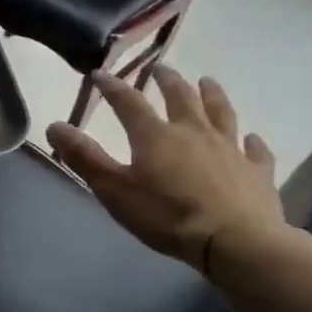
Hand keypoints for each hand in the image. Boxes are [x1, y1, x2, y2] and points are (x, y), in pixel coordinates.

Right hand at [44, 66, 294, 273]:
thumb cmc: (166, 215)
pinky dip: (252, 142)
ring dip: (212, 95)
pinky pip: (255, 151)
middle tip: (160, 69)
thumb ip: (84, 157)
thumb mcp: (114, 189)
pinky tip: (252, 138)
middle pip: (181, 97)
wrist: (234, 242)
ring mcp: (230, 149)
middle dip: (168, 81)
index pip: (129, 103)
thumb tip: (54, 125)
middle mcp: (194, 132)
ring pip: (221, 113)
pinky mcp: (257, 172)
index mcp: (155, 136)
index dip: (113, 87)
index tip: (100, 74)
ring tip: (207, 82)